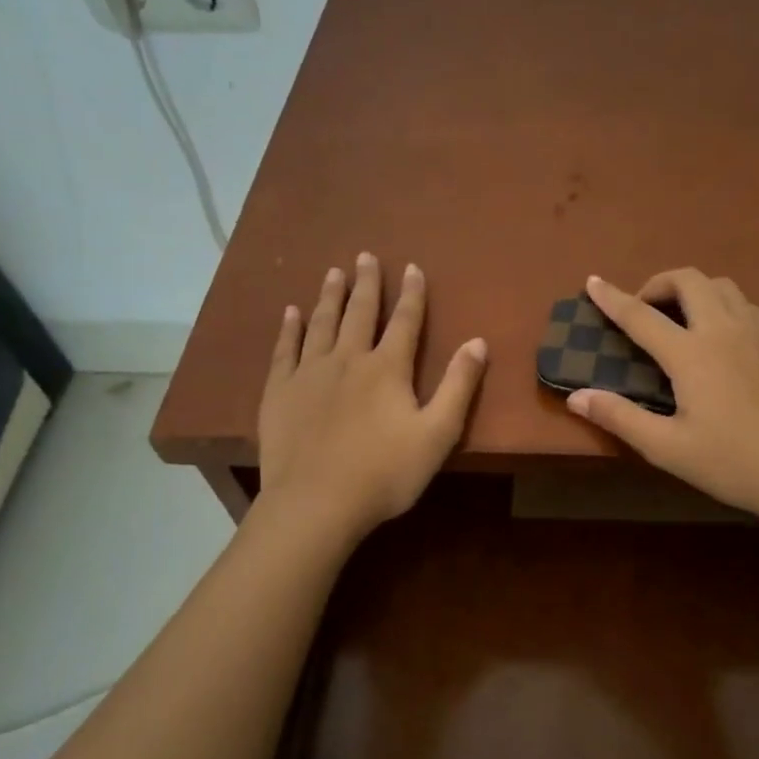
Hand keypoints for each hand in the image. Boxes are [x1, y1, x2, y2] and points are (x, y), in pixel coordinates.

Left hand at [257, 254, 486, 544]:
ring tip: (333, 272)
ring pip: (321, 323)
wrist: (316, 503)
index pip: (404, 320)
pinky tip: (291, 312)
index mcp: (387, 368)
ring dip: (329, 295)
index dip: (411, 293)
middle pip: (359, 312)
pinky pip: (285, 349)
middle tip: (364, 255)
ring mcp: (309, 373)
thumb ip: (458, 386)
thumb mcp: (438, 433)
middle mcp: (348, 359)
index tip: (411, 267)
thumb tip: (478, 342)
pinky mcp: (280, 392)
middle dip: (366, 283)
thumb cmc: (385, 473)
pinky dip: (289, 328)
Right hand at [568, 270, 758, 529]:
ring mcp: (758, 332)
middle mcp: (724, 330)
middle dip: (658, 284)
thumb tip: (576, 395)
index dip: (612, 298)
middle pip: (688, 280)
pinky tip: (723, 335)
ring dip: (693, 290)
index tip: (593, 281)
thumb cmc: (734, 463)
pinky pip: (747, 305)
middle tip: (644, 310)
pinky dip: (724, 305)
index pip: (641, 315)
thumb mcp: (668, 448)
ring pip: (722, 286)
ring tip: (680, 319)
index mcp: (692, 353)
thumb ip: (620, 417)